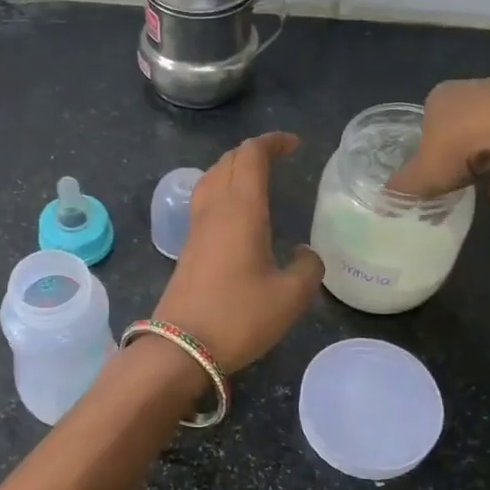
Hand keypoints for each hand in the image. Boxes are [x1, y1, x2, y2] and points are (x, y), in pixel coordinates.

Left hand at [152, 132, 324, 371]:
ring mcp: (196, 227)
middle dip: (254, 151)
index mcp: (242, 209)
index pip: (252, 156)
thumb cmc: (239, 317)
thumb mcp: (290, 297)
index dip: (272, 143)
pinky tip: (235, 210)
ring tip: (256, 176)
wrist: (181, 347)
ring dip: (234, 167)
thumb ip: (308, 268)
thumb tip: (305, 254)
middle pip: (229, 161)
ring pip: (212, 177)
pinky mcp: (188, 246)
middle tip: (279, 156)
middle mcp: (215, 208)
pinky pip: (205, 199)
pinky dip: (223, 188)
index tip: (294, 144)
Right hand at [386, 77, 489, 234]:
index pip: (436, 121)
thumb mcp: (424, 172)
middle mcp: (488, 90)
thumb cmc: (465, 144)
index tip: (442, 175)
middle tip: (474, 192)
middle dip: (477, 167)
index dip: (437, 151)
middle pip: (477, 132)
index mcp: (449, 96)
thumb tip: (385, 196)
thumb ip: (405, 184)